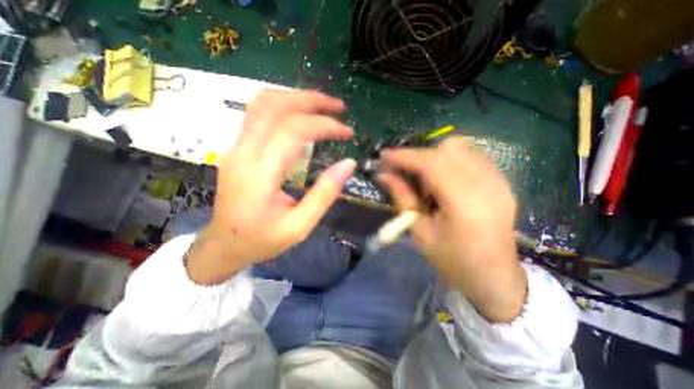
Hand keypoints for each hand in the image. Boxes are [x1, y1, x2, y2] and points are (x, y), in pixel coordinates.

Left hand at [187, 92, 354, 285]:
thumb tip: (348, 164)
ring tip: (322, 105)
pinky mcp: (238, 148)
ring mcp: (236, 147)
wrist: (223, 245)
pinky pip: (259, 115)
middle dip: (310, 100)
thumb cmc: (262, 240)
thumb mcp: (300, 226)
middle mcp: (243, 152)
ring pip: (262, 103)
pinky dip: (285, 107)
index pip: (292, 131)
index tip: (347, 132)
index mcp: (259, 174)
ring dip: (296, 97)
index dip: (324, 125)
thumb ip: (324, 194)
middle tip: (338, 106)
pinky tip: (302, 115)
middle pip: (273, 105)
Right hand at [379, 136, 526, 321]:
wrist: (493, 276)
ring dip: (435, 156)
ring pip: (461, 147)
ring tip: (424, 176)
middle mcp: (487, 184)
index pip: (431, 163)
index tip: (384, 156)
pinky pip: (471, 156)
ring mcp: (499, 180)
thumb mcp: (419, 231)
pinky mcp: (502, 181)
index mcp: (464, 202)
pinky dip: (450, 160)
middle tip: (403, 170)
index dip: (405, 156)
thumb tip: (383, 175)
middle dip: (419, 155)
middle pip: (448, 148)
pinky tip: (443, 178)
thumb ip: (402, 197)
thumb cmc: (452, 260)